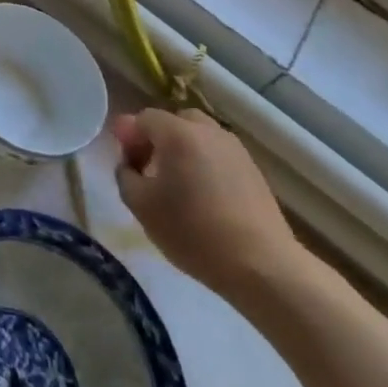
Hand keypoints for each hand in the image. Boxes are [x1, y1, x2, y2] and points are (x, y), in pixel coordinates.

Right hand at [111, 108, 307, 304]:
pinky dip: (206, 166)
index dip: (128, 137)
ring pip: (200, 138)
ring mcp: (236, 151)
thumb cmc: (193, 232)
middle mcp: (208, 132)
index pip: (143, 119)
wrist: (263, 267)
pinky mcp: (255, 173)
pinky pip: (220, 157)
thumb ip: (125, 174)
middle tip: (150, 169)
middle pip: (175, 122)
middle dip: (158, 139)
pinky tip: (205, 198)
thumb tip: (130, 164)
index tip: (126, 163)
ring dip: (184, 152)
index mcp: (177, 133)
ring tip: (179, 185)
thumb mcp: (140, 205)